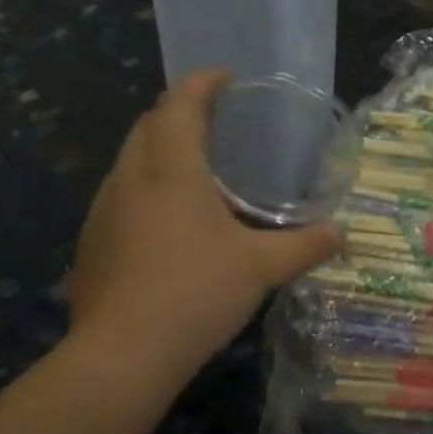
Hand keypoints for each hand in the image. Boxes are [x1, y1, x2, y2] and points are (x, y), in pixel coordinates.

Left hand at [65, 70, 339, 386]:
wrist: (121, 356)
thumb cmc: (195, 293)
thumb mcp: (261, 267)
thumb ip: (304, 245)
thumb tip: (341, 233)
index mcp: (171, 168)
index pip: (180, 103)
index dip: (202, 83)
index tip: (226, 77)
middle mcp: (130, 177)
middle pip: (150, 124)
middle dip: (180, 111)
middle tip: (217, 120)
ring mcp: (104, 209)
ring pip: (130, 158)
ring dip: (159, 148)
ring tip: (196, 166)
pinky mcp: (91, 241)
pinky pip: (120, 194)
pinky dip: (145, 185)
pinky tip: (168, 219)